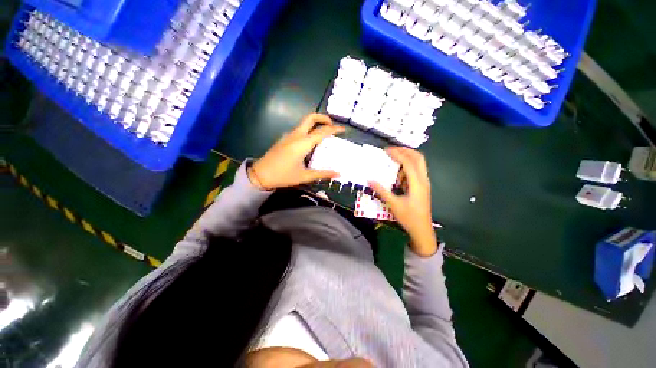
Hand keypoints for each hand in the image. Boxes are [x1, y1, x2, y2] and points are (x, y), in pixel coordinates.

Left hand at [249, 113, 344, 190]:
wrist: (260, 175)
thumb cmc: (283, 175)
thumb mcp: (304, 176)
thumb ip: (322, 173)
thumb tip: (338, 174)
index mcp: (302, 143)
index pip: (322, 131)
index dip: (334, 129)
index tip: (343, 130)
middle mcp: (296, 135)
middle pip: (310, 118)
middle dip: (323, 118)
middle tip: (332, 126)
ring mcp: (289, 136)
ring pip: (304, 123)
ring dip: (316, 124)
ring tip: (325, 136)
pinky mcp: (285, 139)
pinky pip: (300, 130)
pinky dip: (309, 131)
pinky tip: (311, 143)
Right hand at [370, 147, 436, 256]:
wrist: (422, 230)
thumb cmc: (408, 217)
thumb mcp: (393, 204)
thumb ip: (381, 191)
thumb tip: (369, 180)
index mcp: (417, 183)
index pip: (408, 162)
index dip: (397, 154)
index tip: (386, 150)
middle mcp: (423, 180)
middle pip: (418, 158)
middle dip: (405, 151)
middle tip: (392, 150)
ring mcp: (424, 183)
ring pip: (419, 163)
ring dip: (407, 157)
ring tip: (394, 158)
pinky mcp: (423, 186)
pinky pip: (417, 171)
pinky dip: (408, 166)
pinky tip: (398, 173)